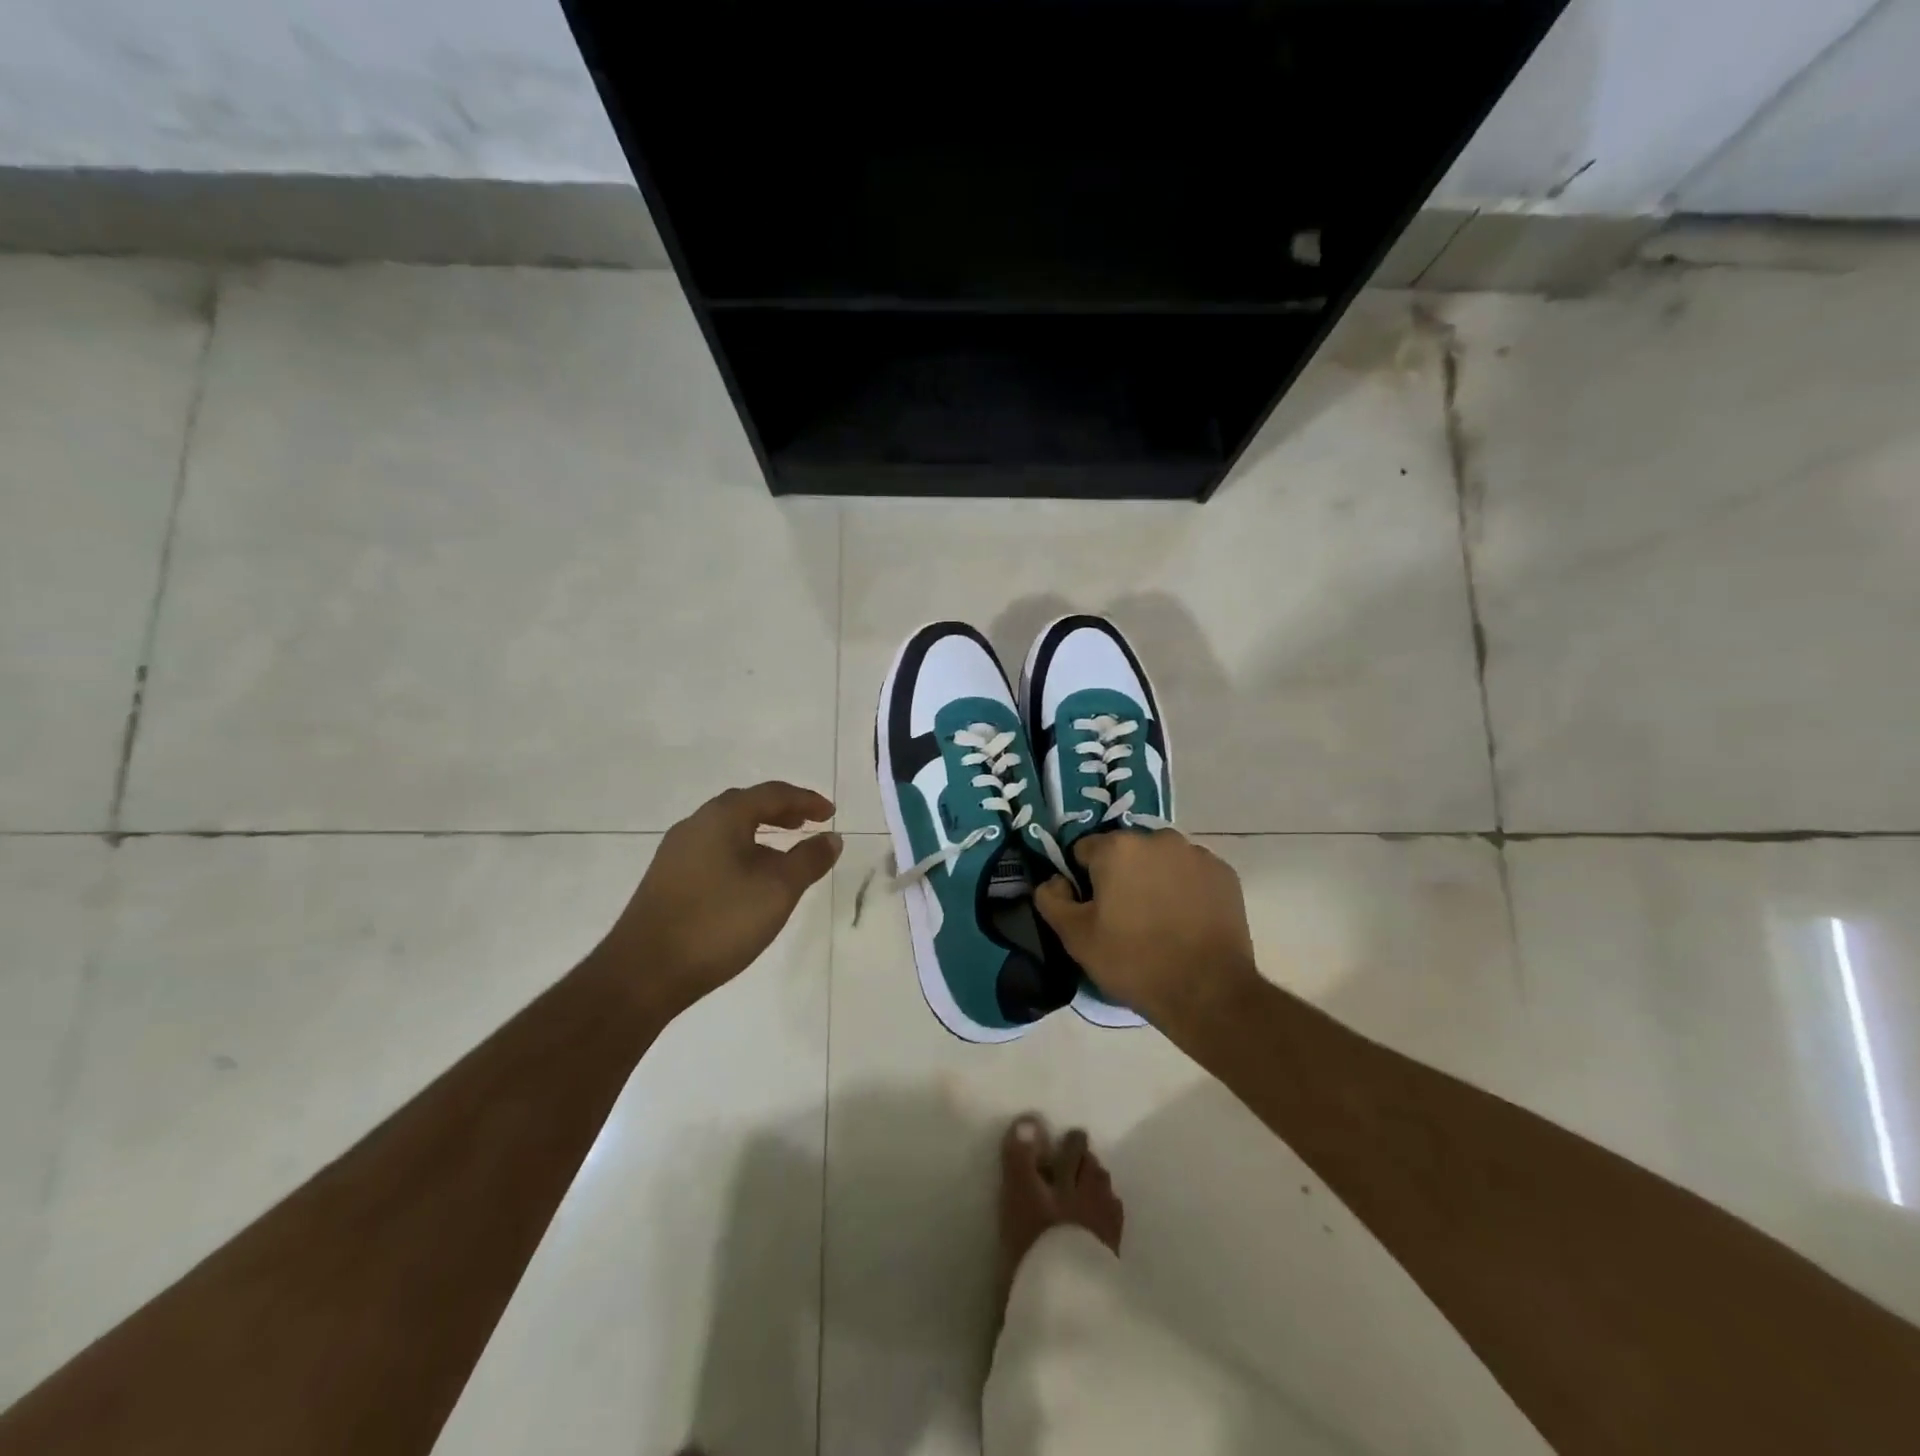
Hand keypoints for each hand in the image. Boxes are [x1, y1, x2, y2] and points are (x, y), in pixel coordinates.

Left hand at [606, 782, 842, 1012]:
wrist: (643, 973)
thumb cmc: (718, 922)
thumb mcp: (777, 891)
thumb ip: (809, 860)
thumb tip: (832, 838)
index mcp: (722, 817)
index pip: (772, 794)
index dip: (806, 800)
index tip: (830, 813)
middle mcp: (695, 825)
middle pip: (746, 805)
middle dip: (781, 812)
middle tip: (808, 823)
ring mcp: (676, 853)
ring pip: (727, 829)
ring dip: (760, 833)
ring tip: (784, 851)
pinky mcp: (667, 879)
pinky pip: (713, 850)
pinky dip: (741, 852)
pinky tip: (750, 880)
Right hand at [1034, 829, 1258, 1029]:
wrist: (1208, 992)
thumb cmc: (1134, 961)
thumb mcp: (1076, 937)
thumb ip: (1052, 900)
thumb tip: (1054, 880)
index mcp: (1118, 847)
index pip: (1084, 851)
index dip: (1083, 880)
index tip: (1093, 910)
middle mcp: (1158, 838)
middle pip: (1126, 852)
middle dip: (1121, 876)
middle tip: (1124, 918)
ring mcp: (1196, 854)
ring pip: (1160, 860)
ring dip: (1154, 879)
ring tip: (1158, 921)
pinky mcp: (1224, 874)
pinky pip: (1191, 874)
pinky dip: (1185, 889)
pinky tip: (1186, 922)